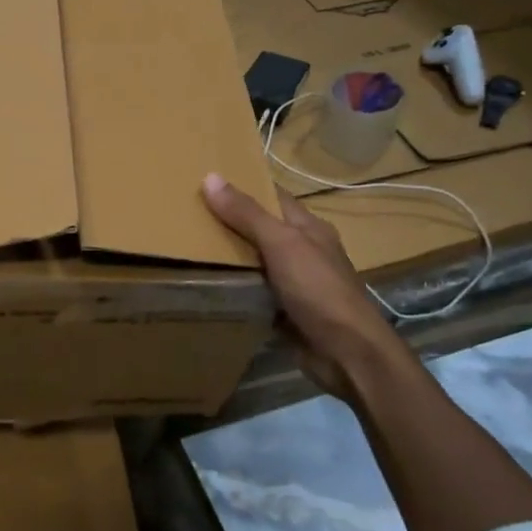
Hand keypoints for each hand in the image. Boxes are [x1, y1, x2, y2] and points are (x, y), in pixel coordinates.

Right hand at [202, 174, 397, 399]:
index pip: (272, 196)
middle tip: (185, 214)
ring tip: (186, 246)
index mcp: (308, 228)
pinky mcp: (284, 312)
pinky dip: (234, 289)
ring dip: (228, 258)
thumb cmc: (318, 290)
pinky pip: (253, 293)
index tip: (205, 179)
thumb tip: (210, 177)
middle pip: (260, 229)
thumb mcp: (281, 244)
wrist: (346, 353)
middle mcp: (302, 251)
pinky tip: (206, 286)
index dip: (243, 185)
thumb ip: (247, 214)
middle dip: (228, 222)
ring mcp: (294, 283)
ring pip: (255, 262)